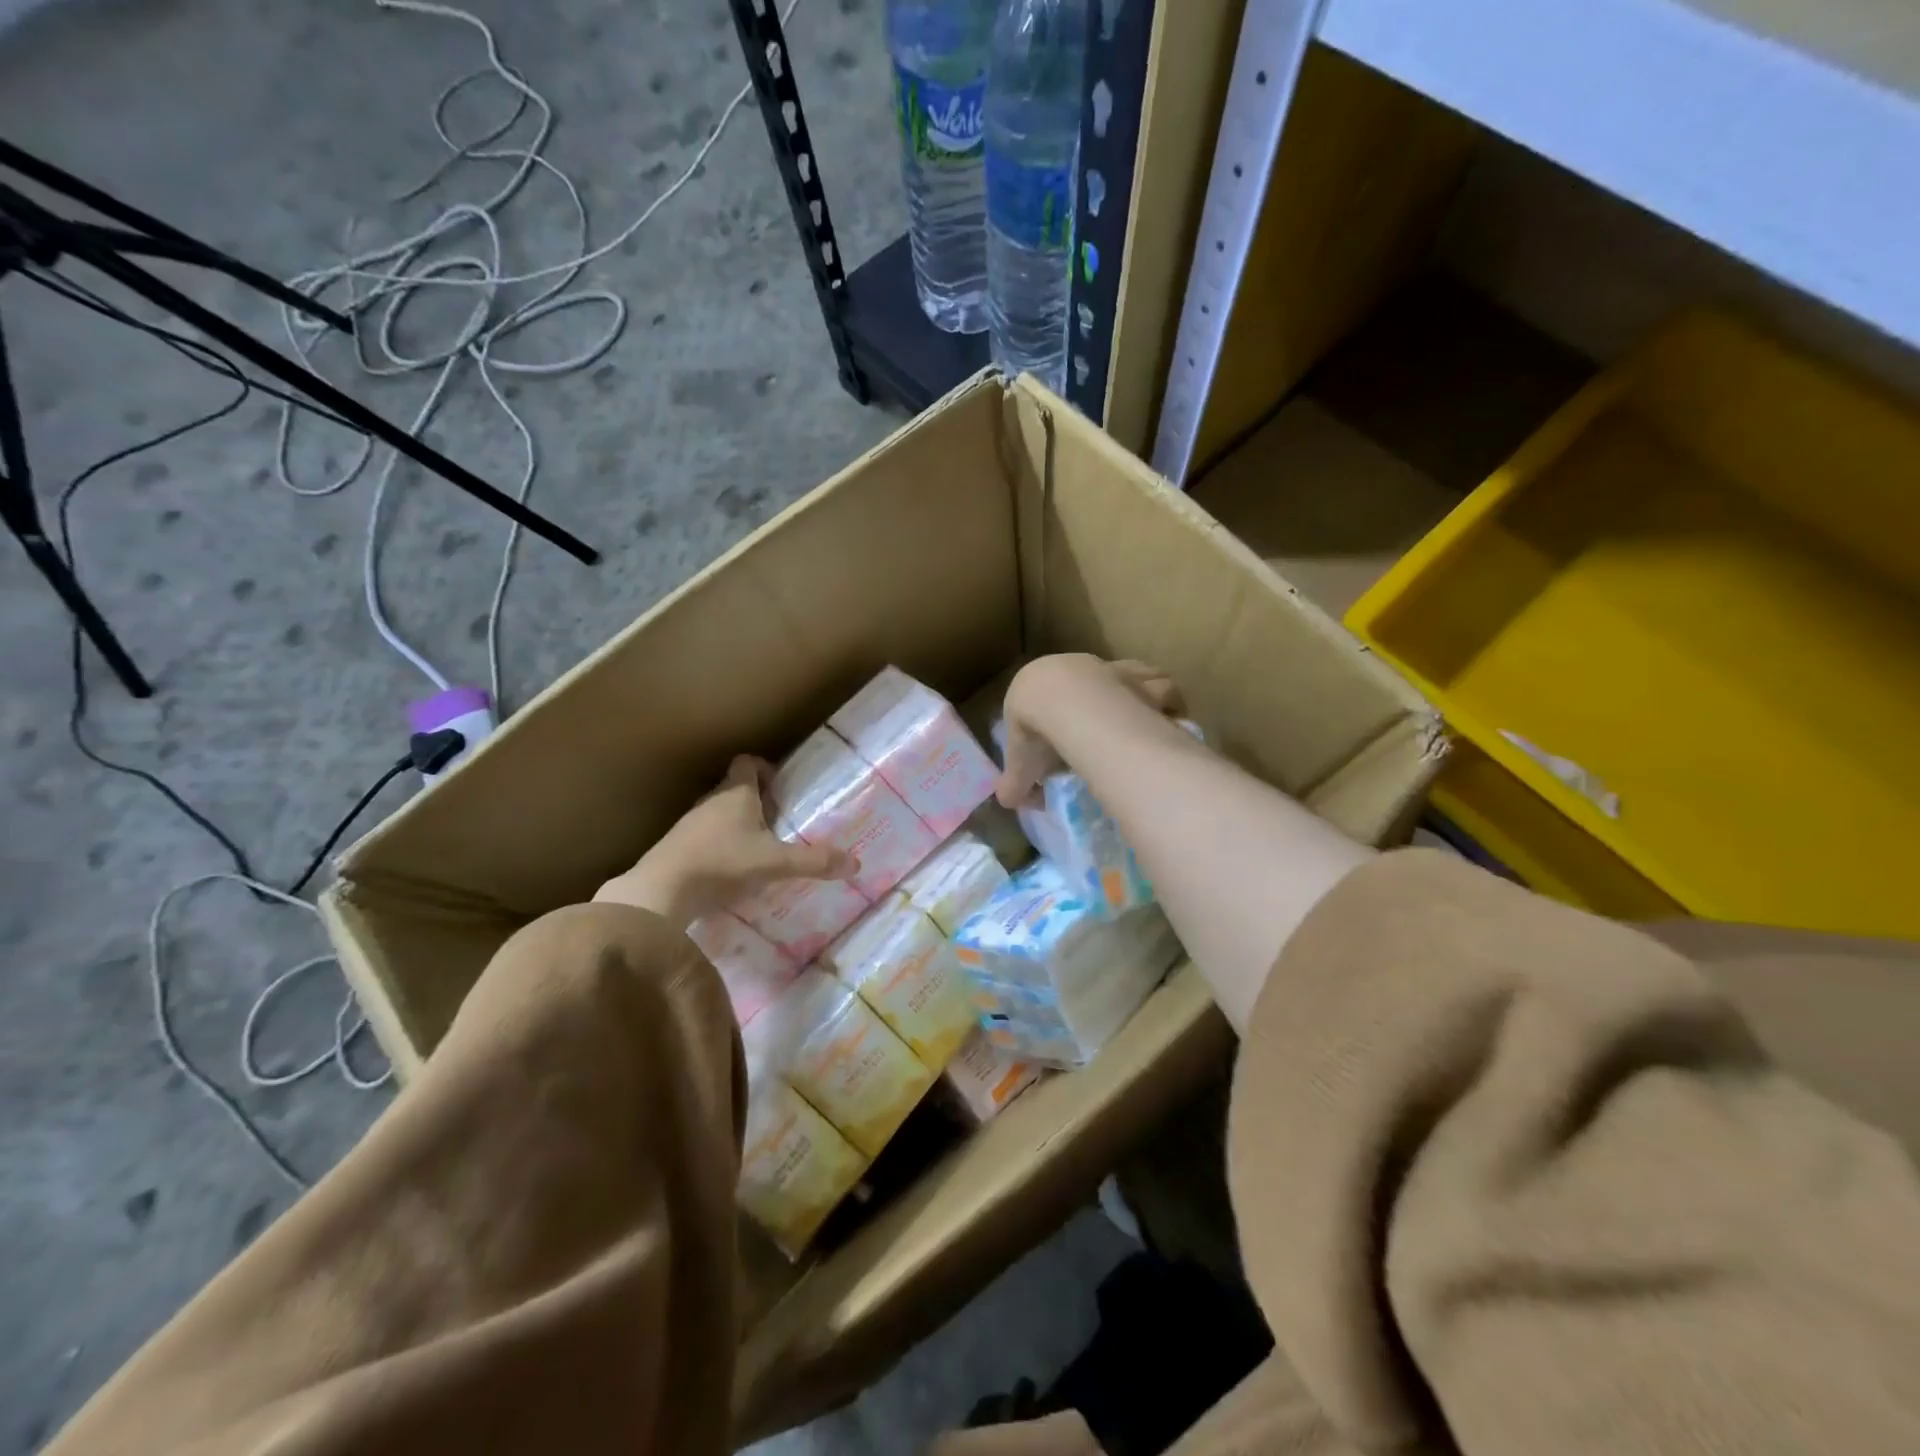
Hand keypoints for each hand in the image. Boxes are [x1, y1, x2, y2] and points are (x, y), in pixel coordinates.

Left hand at [594, 755, 856, 926]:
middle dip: (756, 801)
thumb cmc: (722, 863)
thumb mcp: (775, 863)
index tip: (780, 785)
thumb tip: (856, 863)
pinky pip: (703, 838)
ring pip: (717, 814)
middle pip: (734, 789)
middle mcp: (711, 801)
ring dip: (735, 825)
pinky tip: (729, 871)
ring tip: (757, 848)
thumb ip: (814, 862)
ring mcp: (689, 824)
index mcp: (736, 793)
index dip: (764, 768)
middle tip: (778, 820)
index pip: (748, 763)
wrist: (661, 891)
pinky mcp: (676, 848)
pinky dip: (718, 847)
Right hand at [997, 654, 1183, 808]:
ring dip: (1137, 697)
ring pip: (1129, 677)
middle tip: (1103, 737)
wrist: (1067, 702)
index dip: (1050, 719)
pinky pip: (1160, 688)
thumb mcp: (1020, 764)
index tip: (1058, 742)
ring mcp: (1111, 668)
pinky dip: (1164, 704)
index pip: (1041, 696)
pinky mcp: (1141, 676)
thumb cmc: (1037, 730)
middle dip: (1095, 705)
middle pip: (1087, 684)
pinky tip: (1167, 722)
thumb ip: (1014, 784)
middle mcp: (1076, 667)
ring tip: (1143, 725)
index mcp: (1038, 683)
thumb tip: (1006, 803)